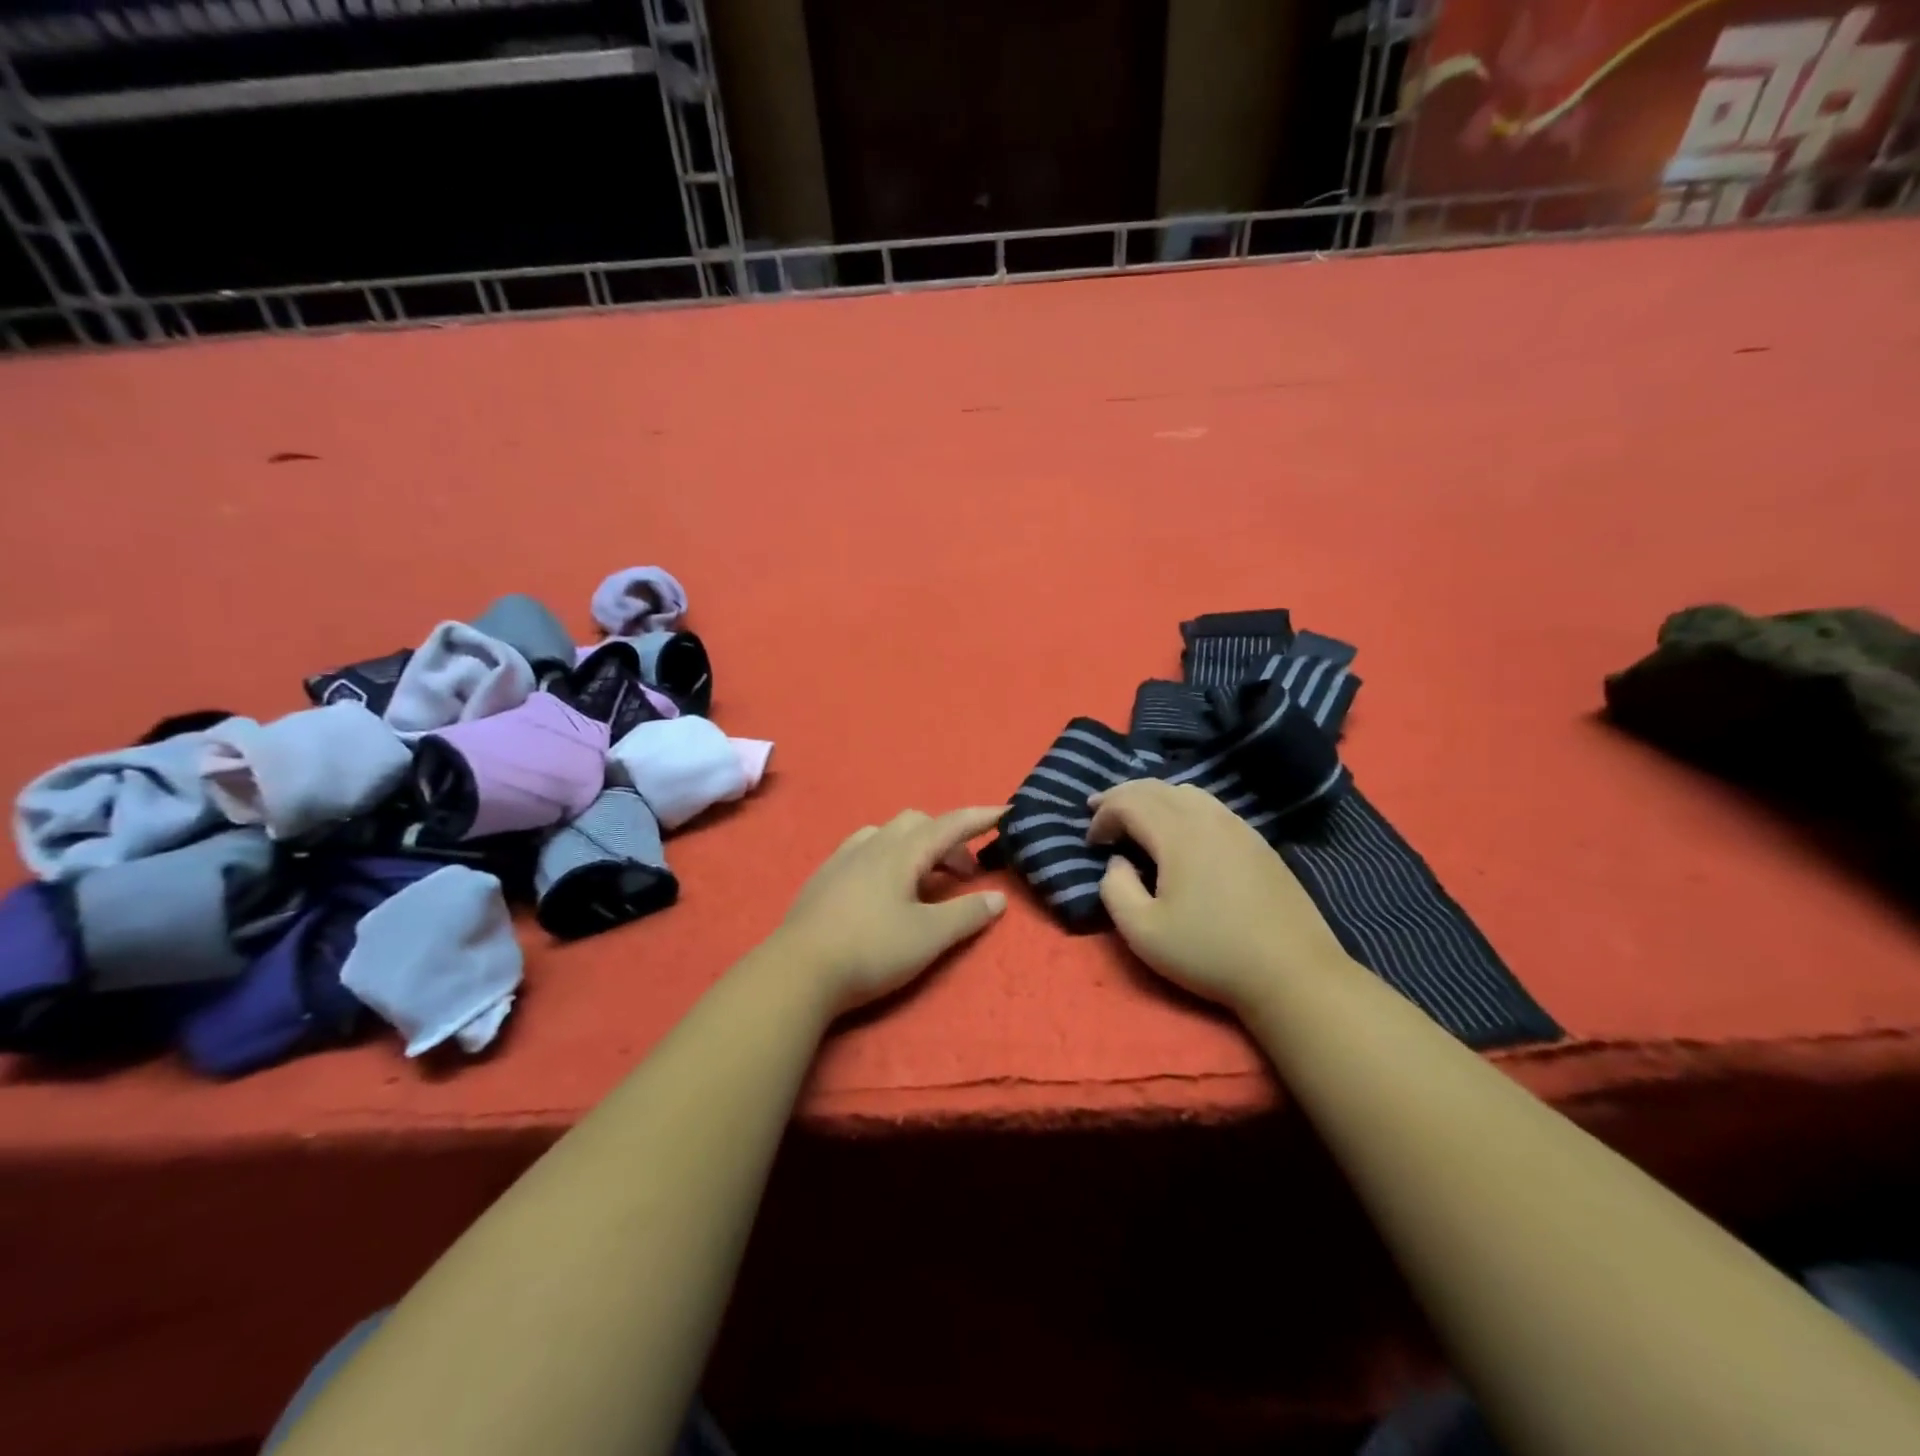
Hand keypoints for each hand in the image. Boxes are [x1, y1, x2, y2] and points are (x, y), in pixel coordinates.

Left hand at [778, 806, 1008, 1012]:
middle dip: (947, 840)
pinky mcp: (824, 877)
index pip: (950, 824)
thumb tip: (998, 898)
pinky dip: (887, 857)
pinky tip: (883, 889)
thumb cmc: (871, 950)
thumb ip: (966, 914)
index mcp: (902, 852)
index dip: (980, 818)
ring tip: (924, 881)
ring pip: (887, 834)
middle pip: (918, 823)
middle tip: (963, 875)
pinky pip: (864, 849)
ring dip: (915, 847)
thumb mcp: (929, 937)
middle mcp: (873, 844)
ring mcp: (843, 858)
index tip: (1005, 812)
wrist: (798, 970)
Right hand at [1089, 779, 1350, 1012]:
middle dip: (1122, 796)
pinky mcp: (1258, 843)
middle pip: (1156, 787)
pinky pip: (1211, 807)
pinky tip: (1180, 831)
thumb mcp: (1142, 932)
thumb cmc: (1210, 953)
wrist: (1293, 973)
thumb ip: (1115, 889)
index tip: (1091, 842)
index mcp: (1178, 833)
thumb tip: (1118, 862)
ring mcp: (1239, 827)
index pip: (1129, 802)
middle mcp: (1208, 817)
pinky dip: (1182, 807)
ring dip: (1154, 798)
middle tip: (1099, 810)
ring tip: (1137, 816)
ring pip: (1187, 792)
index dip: (1103, 815)